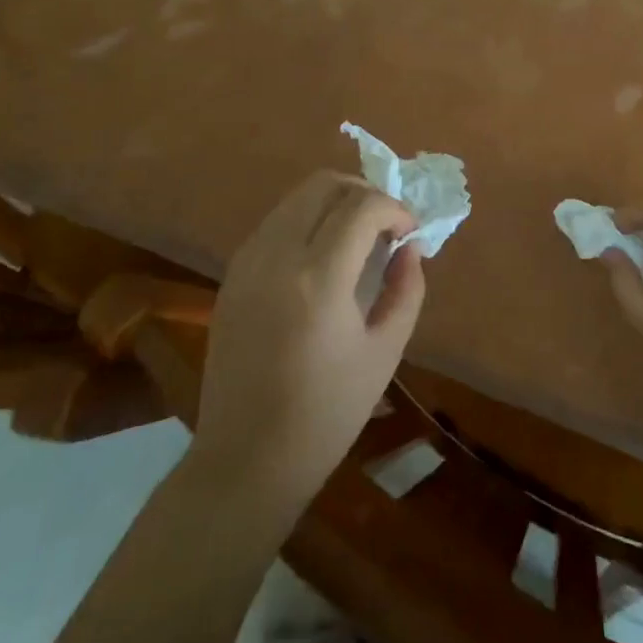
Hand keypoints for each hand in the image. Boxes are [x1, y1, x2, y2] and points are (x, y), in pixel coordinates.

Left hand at [190, 171, 425, 507]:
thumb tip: (410, 248)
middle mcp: (277, 255)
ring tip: (357, 238)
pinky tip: (323, 257)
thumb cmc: (326, 414)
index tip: (410, 233)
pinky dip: (307, 221)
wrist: (246, 458)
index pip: (362, 206)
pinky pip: (276, 222)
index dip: (395, 209)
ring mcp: (247, 261)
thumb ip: (406, 289)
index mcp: (319, 279)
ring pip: (296, 197)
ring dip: (334, 203)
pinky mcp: (232, 274)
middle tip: (386, 226)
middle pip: (324, 184)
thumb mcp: (384, 353)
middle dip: (364, 193)